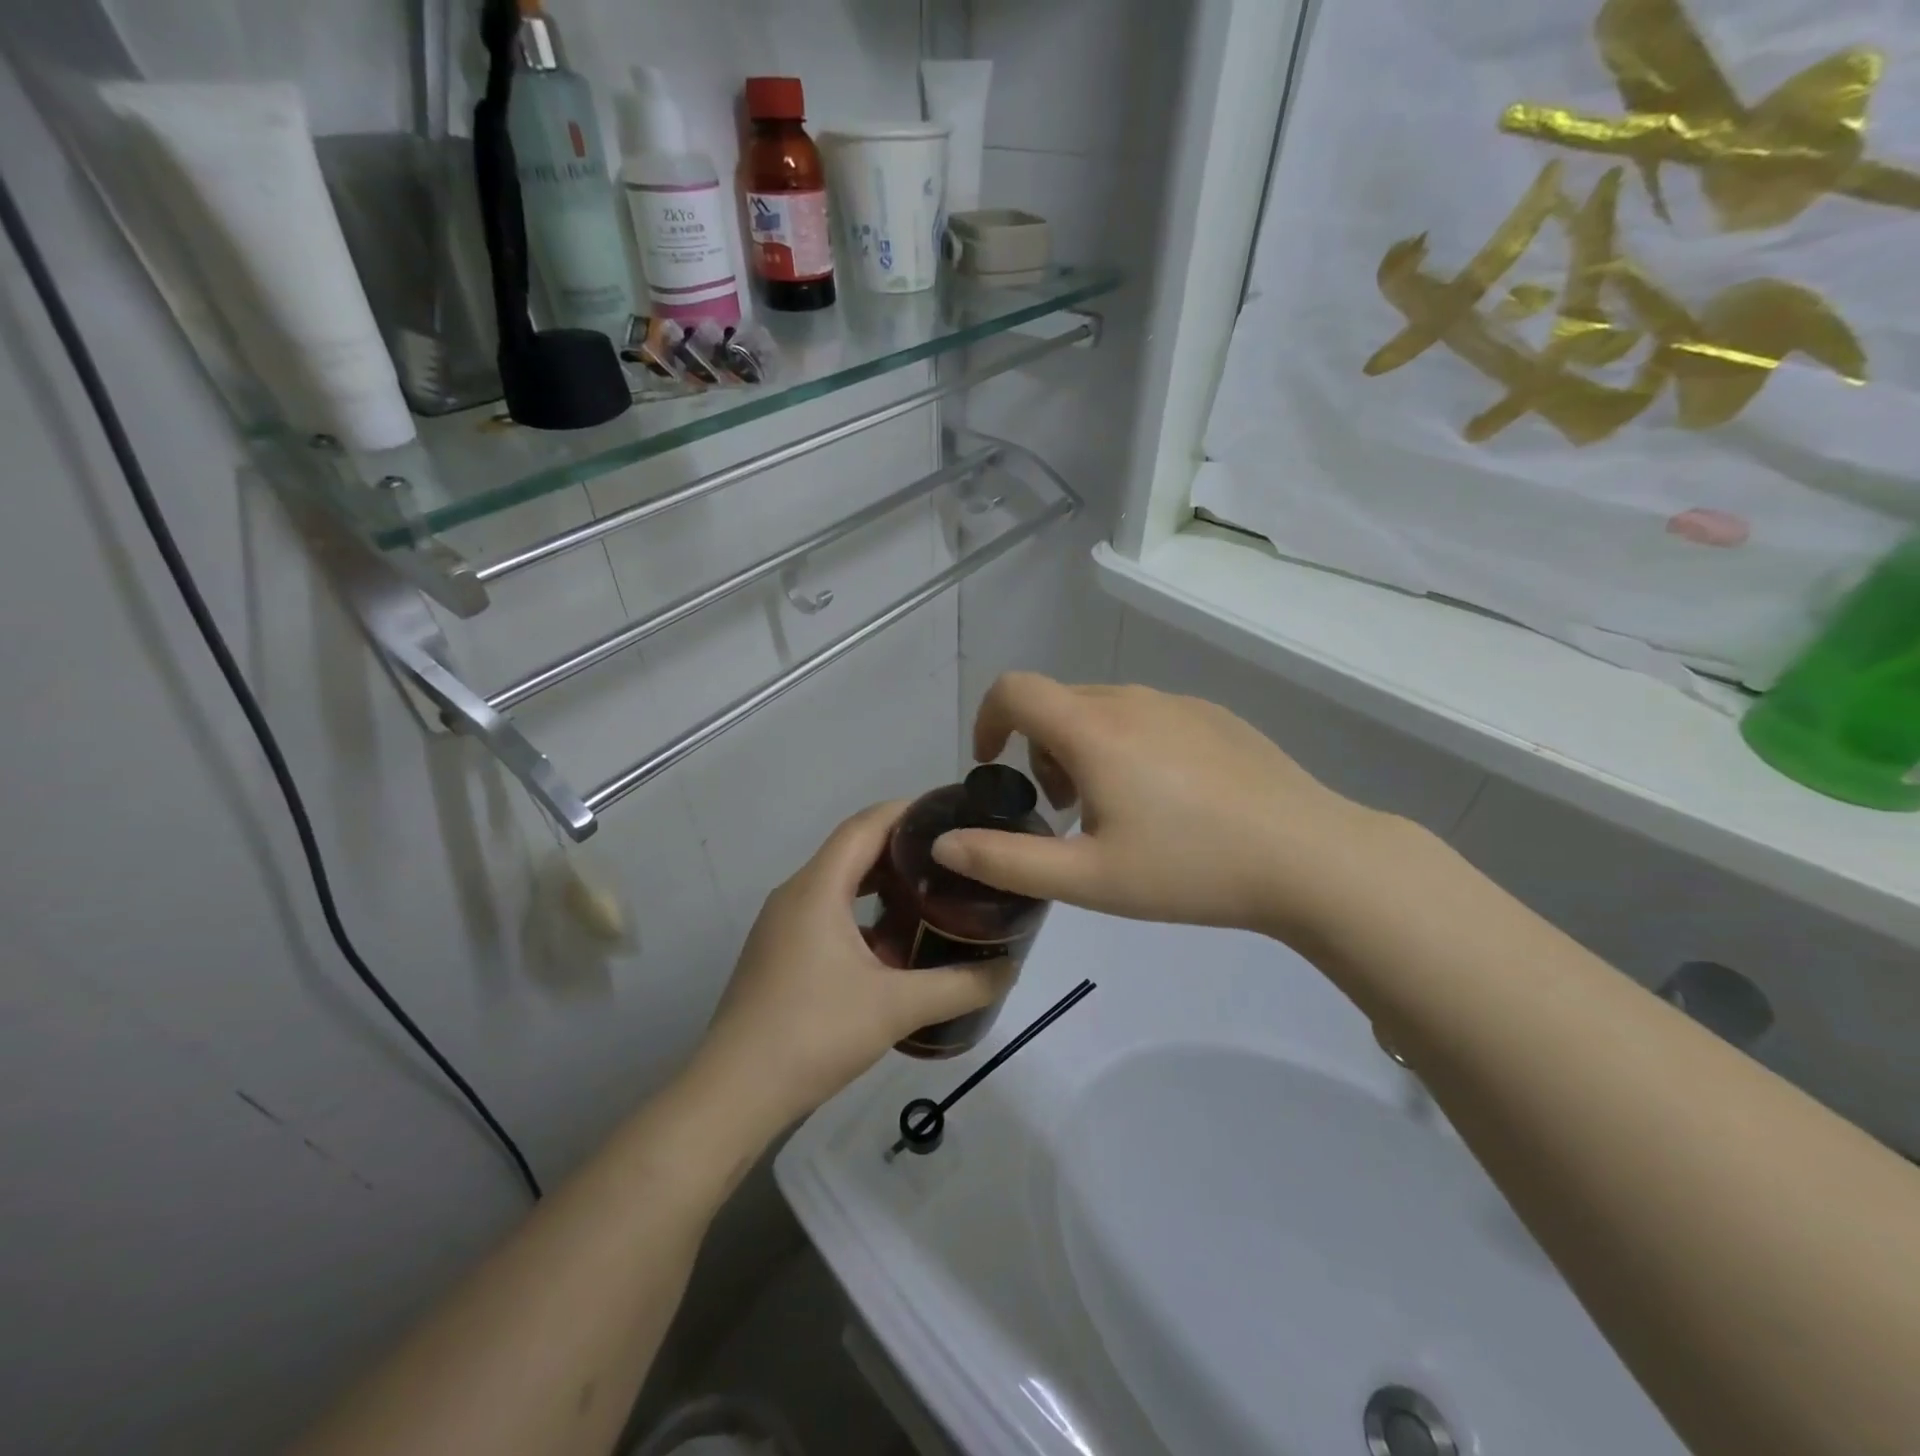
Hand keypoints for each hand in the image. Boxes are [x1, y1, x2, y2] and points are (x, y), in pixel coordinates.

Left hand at [693, 802, 1015, 1130]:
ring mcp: (782, 925)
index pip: (866, 824)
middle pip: (853, 850)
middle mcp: (795, 894)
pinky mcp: (779, 954)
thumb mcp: (896, 1007)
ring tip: (932, 895)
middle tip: (953, 858)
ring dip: (883, 885)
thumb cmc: (814, 1033)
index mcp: (817, 888)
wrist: (734, 1095)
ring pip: (840, 885)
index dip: (909, 811)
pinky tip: (895, 948)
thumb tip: (1009, 968)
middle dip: (903, 848)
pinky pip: (827, 915)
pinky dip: (863, 916)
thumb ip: (960, 986)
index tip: (952, 812)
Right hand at [930, 674, 1402, 945]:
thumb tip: (943, 843)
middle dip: (1039, 750)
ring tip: (1117, 812)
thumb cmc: (1190, 869)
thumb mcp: (1087, 879)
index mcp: (1093, 730)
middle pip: (1057, 704)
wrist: (1309, 857)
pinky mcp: (1214, 715)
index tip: (992, 766)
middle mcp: (1131, 700)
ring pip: (1103, 710)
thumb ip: (1006, 861)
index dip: (988, 720)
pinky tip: (1169, 801)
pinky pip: (1148, 716)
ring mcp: (1178, 702)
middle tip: (1065, 813)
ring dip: (1084, 749)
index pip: (1014, 690)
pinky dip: (1128, 745)